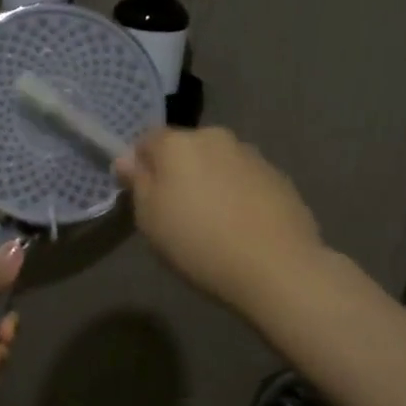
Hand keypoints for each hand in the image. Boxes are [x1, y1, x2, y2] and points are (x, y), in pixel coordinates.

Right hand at [113, 126, 324, 312]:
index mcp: (177, 143)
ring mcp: (251, 155)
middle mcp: (215, 138)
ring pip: (218, 163)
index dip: (141, 164)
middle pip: (185, 148)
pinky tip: (241, 227)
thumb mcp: (149, 219)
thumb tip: (126, 160)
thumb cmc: (197, 242)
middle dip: (178, 171)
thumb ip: (137, 182)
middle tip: (177, 211)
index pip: (146, 140)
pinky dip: (238, 194)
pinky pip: (245, 180)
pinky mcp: (279, 177)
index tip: (144, 195)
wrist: (276, 267)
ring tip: (214, 222)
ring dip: (210, 181)